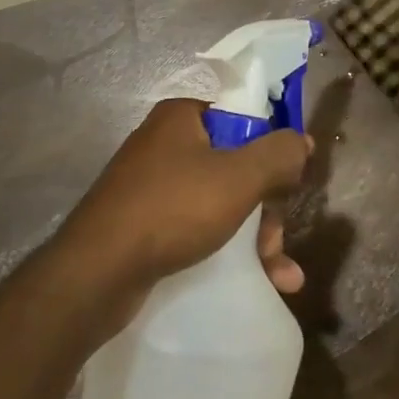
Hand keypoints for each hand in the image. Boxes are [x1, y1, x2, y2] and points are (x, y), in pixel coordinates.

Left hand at [62, 99, 310, 312]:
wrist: (95, 274)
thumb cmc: (172, 210)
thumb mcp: (238, 177)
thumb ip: (278, 154)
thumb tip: (303, 141)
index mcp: (182, 117)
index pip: (244, 119)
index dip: (273, 150)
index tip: (293, 183)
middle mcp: (165, 144)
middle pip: (236, 166)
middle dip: (268, 208)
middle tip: (278, 241)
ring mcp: (152, 186)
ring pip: (221, 202)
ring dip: (256, 237)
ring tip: (282, 276)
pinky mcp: (144, 224)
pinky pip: (198, 227)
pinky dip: (228, 249)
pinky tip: (259, 280)